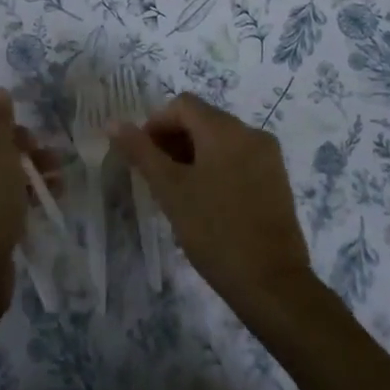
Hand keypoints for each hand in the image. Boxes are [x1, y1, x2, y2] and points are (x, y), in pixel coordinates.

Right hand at [111, 93, 314, 314]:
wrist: (272, 284)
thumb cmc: (214, 231)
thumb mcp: (170, 190)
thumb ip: (141, 152)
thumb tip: (113, 123)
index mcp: (225, 129)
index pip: (182, 105)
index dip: (155, 124)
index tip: (141, 156)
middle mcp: (251, 133)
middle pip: (202, 120)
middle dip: (173, 140)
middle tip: (155, 176)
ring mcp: (268, 157)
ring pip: (221, 141)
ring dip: (193, 155)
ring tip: (177, 191)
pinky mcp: (277, 181)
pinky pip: (238, 159)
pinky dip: (216, 168)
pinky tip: (205, 201)